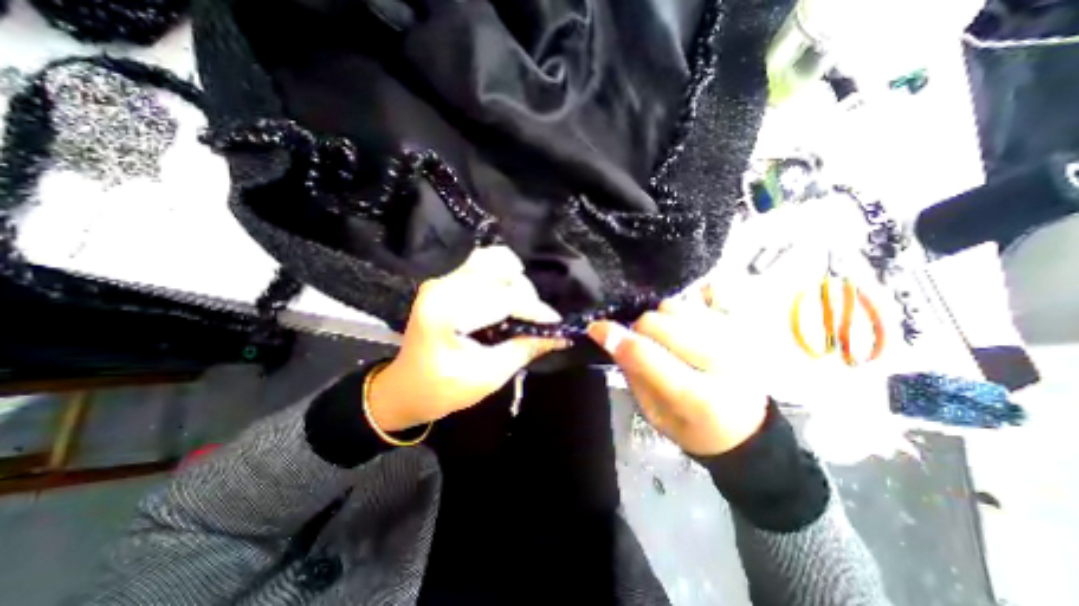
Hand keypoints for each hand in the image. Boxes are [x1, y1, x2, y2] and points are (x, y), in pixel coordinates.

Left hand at [367, 246, 567, 429]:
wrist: (406, 388)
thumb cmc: (442, 390)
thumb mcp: (487, 377)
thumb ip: (524, 349)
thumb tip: (559, 334)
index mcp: (446, 313)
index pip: (502, 298)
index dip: (533, 310)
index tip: (555, 324)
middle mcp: (442, 287)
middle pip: (498, 271)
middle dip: (524, 294)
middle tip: (534, 321)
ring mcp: (442, 280)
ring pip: (491, 261)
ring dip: (513, 282)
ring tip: (521, 308)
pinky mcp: (446, 282)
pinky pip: (482, 266)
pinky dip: (502, 277)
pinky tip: (507, 297)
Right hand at [588, 287, 767, 457]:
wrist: (746, 428)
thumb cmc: (693, 428)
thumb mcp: (654, 413)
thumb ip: (633, 373)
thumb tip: (611, 336)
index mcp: (699, 397)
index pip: (645, 354)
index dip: (615, 338)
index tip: (596, 329)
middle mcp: (721, 361)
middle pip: (657, 322)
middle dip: (639, 330)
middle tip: (644, 345)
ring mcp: (735, 337)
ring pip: (674, 305)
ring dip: (661, 320)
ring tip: (668, 339)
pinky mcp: (740, 324)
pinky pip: (700, 296)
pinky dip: (684, 308)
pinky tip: (686, 326)